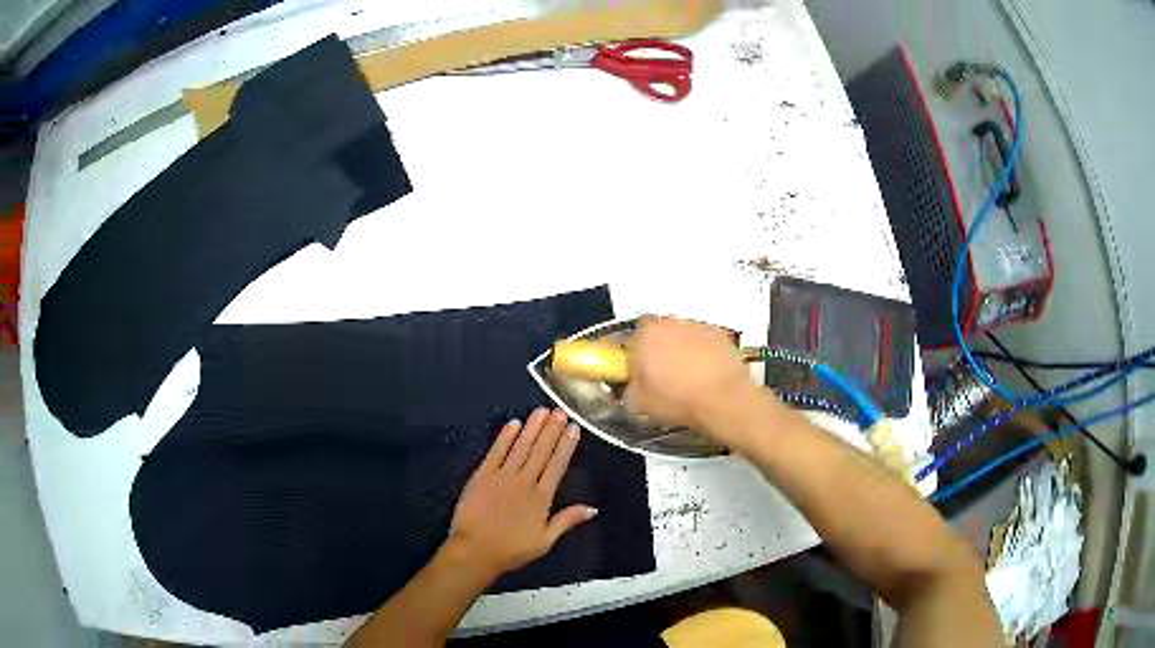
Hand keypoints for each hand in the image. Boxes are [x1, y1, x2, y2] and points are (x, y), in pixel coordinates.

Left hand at [445, 408, 596, 579]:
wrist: (475, 550)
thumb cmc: (511, 550)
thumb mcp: (545, 541)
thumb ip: (566, 521)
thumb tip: (592, 508)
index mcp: (541, 498)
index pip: (557, 465)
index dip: (566, 445)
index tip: (573, 428)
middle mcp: (524, 482)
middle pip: (541, 451)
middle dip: (552, 430)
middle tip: (560, 411)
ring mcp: (502, 476)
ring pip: (521, 447)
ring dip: (532, 428)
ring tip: (542, 411)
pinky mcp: (482, 475)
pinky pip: (496, 451)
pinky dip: (505, 437)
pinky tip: (513, 423)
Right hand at [627, 316, 790, 447]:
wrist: (725, 400)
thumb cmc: (678, 400)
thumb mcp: (640, 403)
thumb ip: (630, 387)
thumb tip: (631, 384)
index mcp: (646, 335)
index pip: (632, 335)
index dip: (635, 352)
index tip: (639, 369)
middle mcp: (671, 322)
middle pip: (659, 331)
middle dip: (659, 347)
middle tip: (662, 372)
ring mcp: (698, 326)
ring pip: (683, 334)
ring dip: (682, 348)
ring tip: (687, 375)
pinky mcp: (720, 334)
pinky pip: (704, 341)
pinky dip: (703, 352)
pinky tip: (706, 374)